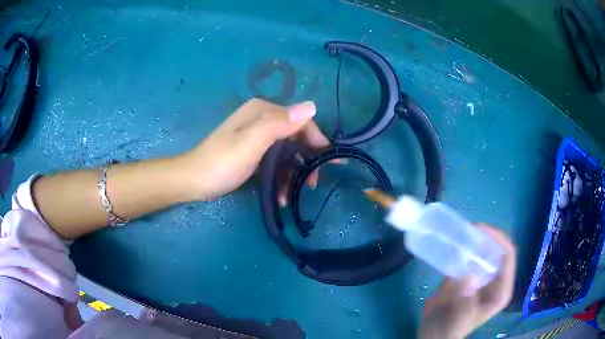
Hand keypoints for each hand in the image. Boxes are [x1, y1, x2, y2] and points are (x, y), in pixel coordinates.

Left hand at [183, 98, 329, 201]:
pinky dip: (280, 177)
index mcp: (262, 111)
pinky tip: (280, 195)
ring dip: (292, 174)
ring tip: (294, 195)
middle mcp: (262, 120)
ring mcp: (257, 137)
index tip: (329, 162)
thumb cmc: (222, 162)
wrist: (194, 181)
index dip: (317, 140)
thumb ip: (279, 124)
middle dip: (306, 161)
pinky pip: (274, 161)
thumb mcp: (251, 142)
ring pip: (286, 152)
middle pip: (295, 137)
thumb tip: (312, 106)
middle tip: (312, 183)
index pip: (300, 120)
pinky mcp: (253, 152)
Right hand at [419, 224, 515, 338]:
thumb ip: (466, 298)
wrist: (433, 334)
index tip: (480, 230)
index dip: (498, 239)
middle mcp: (495, 279)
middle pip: (497, 249)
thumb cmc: (451, 329)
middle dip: (485, 236)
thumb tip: (468, 275)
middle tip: (468, 228)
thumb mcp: (460, 317)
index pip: (508, 256)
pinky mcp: (468, 275)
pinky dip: (462, 247)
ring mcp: (481, 276)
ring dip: (474, 239)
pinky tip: (452, 242)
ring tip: (460, 231)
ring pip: (483, 250)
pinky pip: (468, 256)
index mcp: (501, 289)